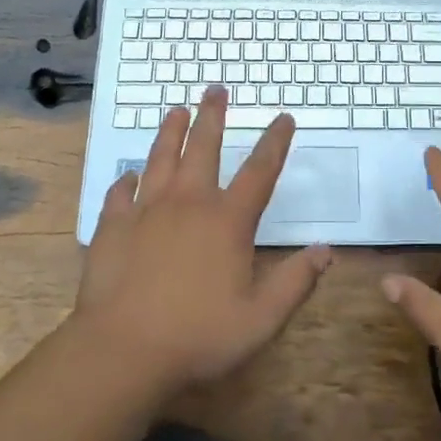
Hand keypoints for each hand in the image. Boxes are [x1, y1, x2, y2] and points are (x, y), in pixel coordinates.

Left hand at [75, 89, 331, 391]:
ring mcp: (146, 212)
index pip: (259, 171)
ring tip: (176, 110)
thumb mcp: (261, 319)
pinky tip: (127, 176)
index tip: (283, 117)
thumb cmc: (198, 337)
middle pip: (203, 148)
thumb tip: (327, 251)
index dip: (275, 142)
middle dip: (212, 116)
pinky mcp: (113, 227)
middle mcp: (188, 204)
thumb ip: (295, 282)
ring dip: (171, 132)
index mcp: (227, 221)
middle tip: (215, 88)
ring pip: (160, 159)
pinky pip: (120, 194)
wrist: (122, 352)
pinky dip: (125, 181)